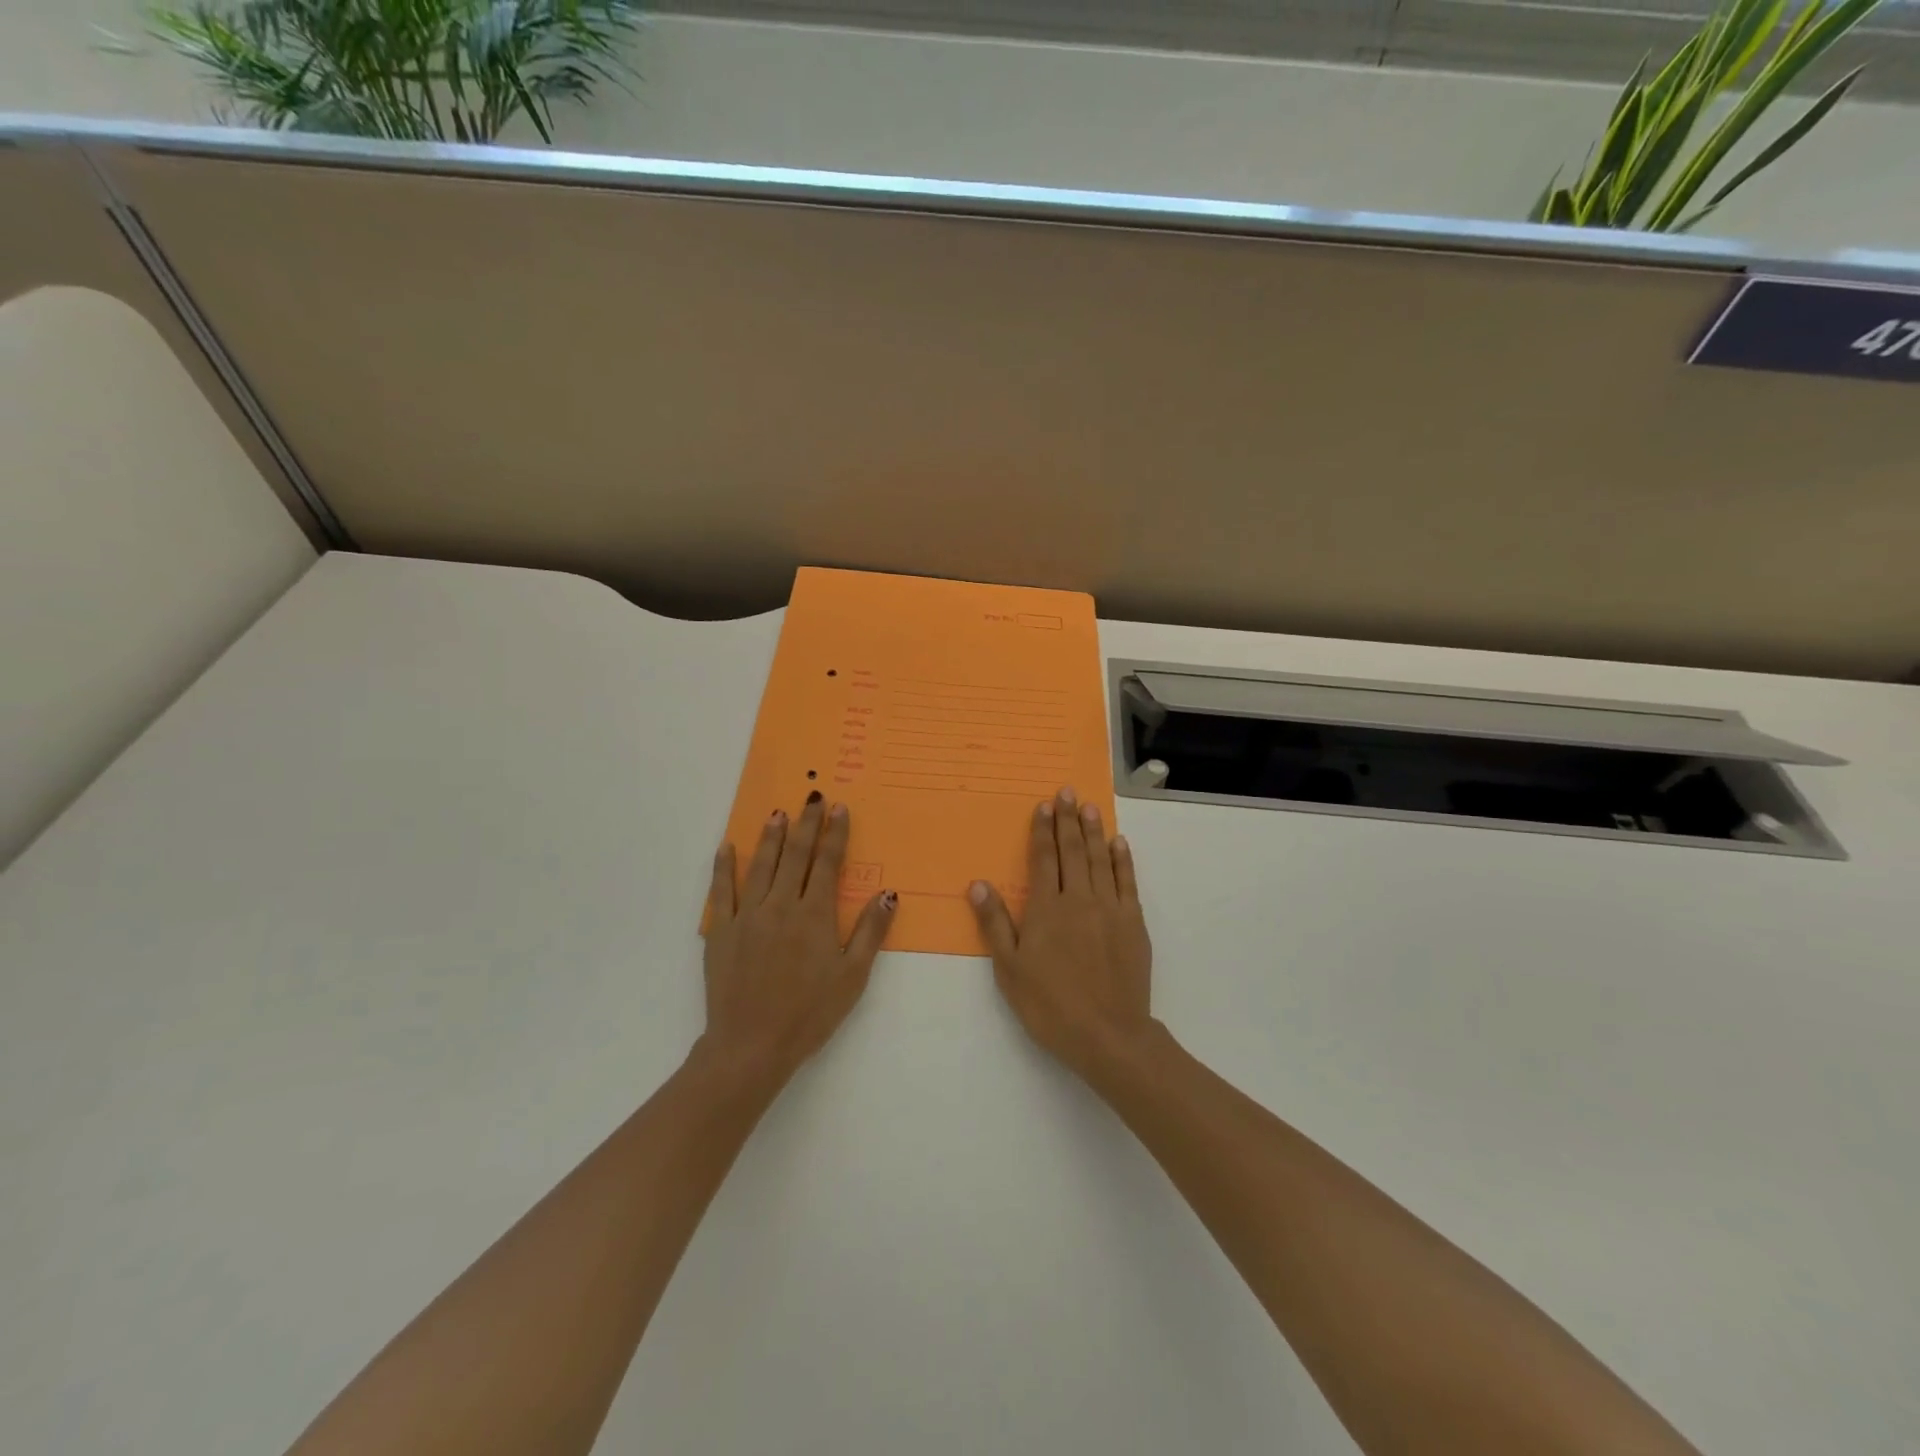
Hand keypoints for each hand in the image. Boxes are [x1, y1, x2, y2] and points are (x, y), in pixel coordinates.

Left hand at [700, 793, 896, 1087]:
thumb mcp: (852, 976)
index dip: (835, 834)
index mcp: (814, 915)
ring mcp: (747, 916)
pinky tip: (727, 847)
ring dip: (770, 836)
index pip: (827, 863)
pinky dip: (723, 867)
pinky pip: (720, 891)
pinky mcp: (720, 931)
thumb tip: (888, 893)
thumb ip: (870, 932)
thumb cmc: (810, 1013)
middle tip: (812, 797)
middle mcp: (780, 906)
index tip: (839, 808)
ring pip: (760, 865)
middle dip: (806, 823)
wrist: (752, 1045)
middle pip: (795, 855)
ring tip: (777, 812)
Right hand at [969, 787, 1153, 1079]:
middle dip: (1069, 819)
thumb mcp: (1010, 969)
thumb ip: (996, 923)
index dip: (1043, 830)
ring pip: (1101, 860)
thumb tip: (978, 884)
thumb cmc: (1050, 1005)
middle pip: (1073, 851)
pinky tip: (1119, 844)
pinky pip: (1127, 882)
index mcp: (1047, 908)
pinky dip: (1123, 860)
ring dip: (1095, 831)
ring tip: (1090, 807)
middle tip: (1068, 791)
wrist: (1108, 1034)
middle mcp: (1079, 899)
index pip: (1044, 859)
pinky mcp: (1133, 923)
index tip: (1045, 805)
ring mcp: (1110, 909)